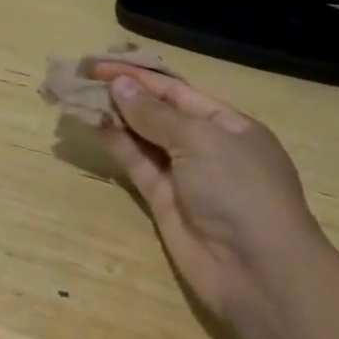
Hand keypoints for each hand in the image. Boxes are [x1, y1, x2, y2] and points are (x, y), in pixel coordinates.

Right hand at [89, 64, 325, 322]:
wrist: (258, 273)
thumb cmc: (240, 190)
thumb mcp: (200, 140)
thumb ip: (154, 113)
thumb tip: (119, 85)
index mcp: (229, 125)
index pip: (176, 91)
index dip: (138, 76)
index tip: (99, 65)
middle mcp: (207, 147)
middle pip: (158, 112)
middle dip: (124, 94)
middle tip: (82, 78)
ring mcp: (185, 176)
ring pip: (143, 137)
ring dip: (115, 117)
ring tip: (80, 97)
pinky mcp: (164, 201)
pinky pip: (137, 164)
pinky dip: (117, 144)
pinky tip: (95, 125)